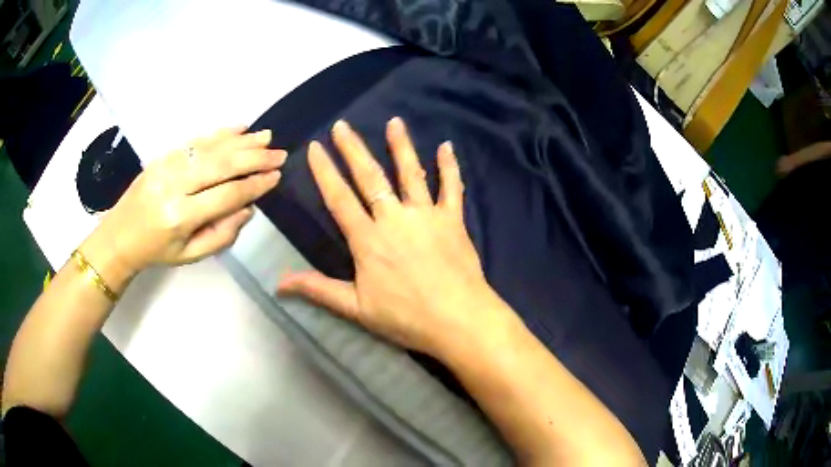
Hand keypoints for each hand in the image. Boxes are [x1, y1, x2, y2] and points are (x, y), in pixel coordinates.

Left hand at [81, 127, 285, 287]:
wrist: (119, 234)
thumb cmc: (156, 250)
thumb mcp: (190, 255)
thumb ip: (222, 235)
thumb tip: (247, 209)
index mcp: (180, 216)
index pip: (226, 196)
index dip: (254, 185)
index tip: (276, 177)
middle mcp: (174, 185)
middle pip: (221, 165)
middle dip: (254, 158)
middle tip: (279, 153)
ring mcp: (167, 165)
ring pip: (211, 147)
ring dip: (241, 140)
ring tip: (266, 136)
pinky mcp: (163, 155)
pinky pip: (196, 140)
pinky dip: (220, 133)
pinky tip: (239, 128)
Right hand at [278, 118, 509, 357]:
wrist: (458, 320)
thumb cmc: (406, 317)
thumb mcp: (356, 308)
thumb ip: (318, 289)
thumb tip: (278, 283)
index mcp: (368, 239)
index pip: (339, 198)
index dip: (325, 171)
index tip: (315, 147)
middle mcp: (394, 218)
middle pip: (370, 177)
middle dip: (353, 149)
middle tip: (342, 125)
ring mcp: (426, 215)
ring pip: (410, 173)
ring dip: (401, 146)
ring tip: (394, 121)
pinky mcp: (453, 220)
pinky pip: (452, 188)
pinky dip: (450, 167)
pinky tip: (446, 146)